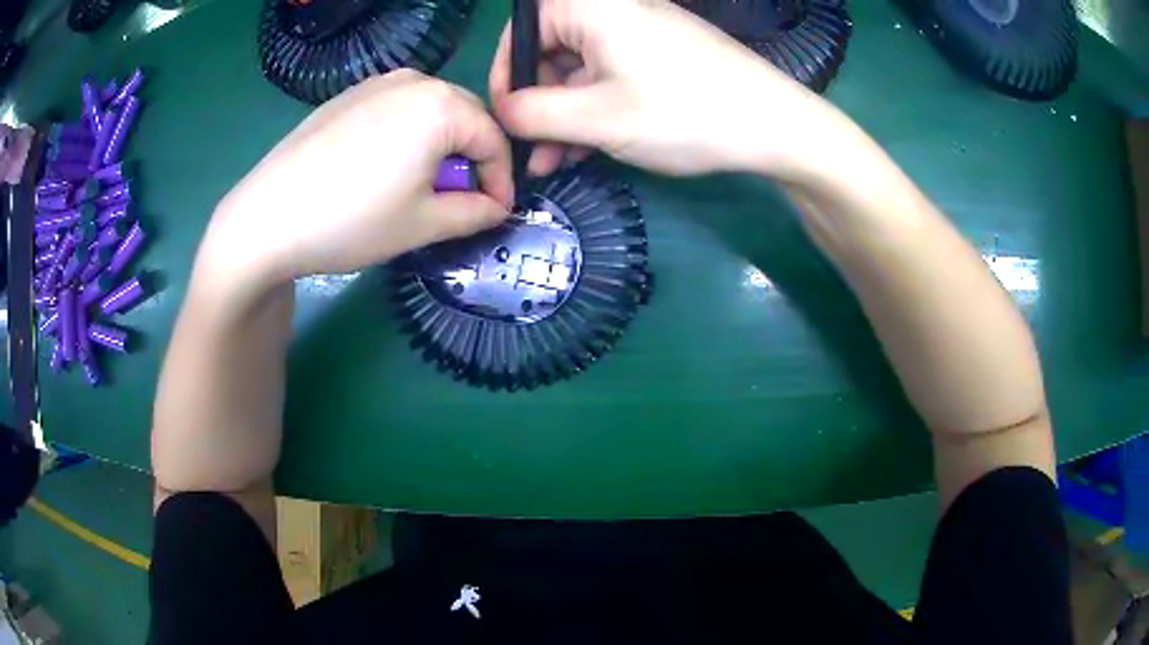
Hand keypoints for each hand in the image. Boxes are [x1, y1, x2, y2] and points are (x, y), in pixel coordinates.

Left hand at [201, 70, 512, 296]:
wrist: (266, 217)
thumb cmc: (351, 220)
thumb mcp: (423, 224)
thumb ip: (475, 212)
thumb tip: (497, 207)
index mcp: (440, 105)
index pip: (493, 139)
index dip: (501, 180)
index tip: (497, 212)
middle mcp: (413, 80)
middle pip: (464, 117)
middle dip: (470, 159)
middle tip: (458, 201)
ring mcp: (375, 84)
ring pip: (429, 111)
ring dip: (439, 146)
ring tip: (420, 186)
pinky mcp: (346, 96)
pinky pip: (395, 110)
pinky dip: (406, 136)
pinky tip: (382, 169)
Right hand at [490, 0, 843, 179]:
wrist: (776, 125)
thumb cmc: (683, 113)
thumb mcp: (597, 118)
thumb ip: (533, 114)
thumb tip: (500, 112)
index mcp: (592, 7)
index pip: (524, 28)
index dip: (506, 73)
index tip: (505, 116)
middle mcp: (614, 10)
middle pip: (552, 50)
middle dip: (538, 102)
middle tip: (534, 151)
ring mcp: (642, 32)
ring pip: (582, 69)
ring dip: (564, 114)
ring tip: (557, 163)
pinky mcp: (662, 55)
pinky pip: (612, 75)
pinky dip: (595, 108)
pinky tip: (589, 147)